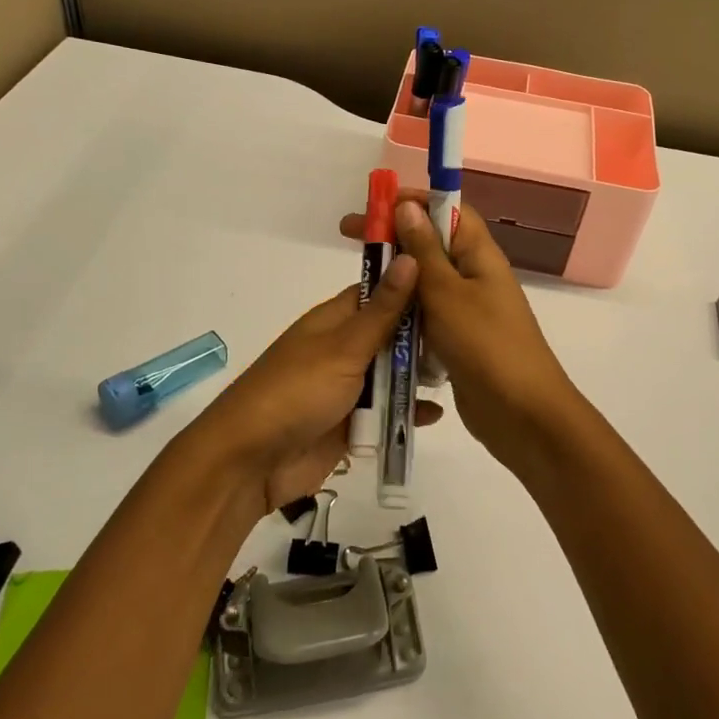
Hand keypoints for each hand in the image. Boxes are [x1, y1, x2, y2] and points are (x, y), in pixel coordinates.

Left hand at [191, 257, 441, 514]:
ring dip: (418, 376)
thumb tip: (410, 256)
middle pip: (392, 335)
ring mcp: (347, 387)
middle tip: (467, 336)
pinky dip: (407, 413)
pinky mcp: (351, 424)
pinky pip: (386, 412)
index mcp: (335, 320)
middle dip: (424, 336)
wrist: (251, 462)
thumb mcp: (345, 347)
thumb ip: (384, 310)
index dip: (413, 284)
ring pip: (392, 374)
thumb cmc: (297, 391)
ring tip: (459, 372)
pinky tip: (435, 414)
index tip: (454, 282)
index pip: (380, 291)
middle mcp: (343, 349)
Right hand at [340, 193, 582, 472]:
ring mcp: (468, 311)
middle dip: (394, 237)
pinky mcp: (458, 341)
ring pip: (426, 283)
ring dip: (396, 278)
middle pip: (432, 245)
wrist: (522, 415)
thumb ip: (425, 251)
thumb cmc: (486, 345)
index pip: (449, 210)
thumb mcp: (448, 293)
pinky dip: (404, 312)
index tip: (374, 205)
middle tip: (350, 235)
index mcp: (480, 255)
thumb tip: (408, 206)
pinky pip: (426, 316)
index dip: (413, 201)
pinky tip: (376, 319)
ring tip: (357, 278)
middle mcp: (475, 277)